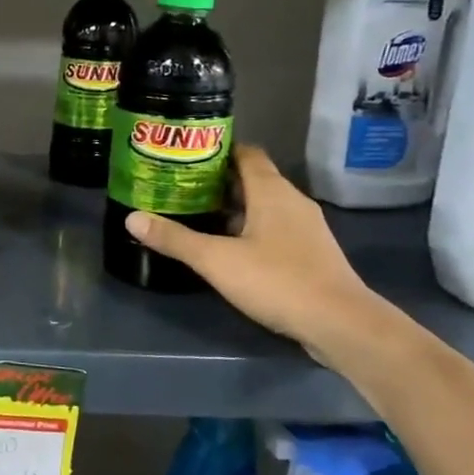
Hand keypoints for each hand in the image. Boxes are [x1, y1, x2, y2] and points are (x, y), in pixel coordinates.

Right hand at [124, 144, 392, 363]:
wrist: (342, 325)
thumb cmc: (278, 280)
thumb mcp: (216, 260)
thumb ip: (174, 239)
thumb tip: (132, 218)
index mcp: (272, 191)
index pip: (245, 153)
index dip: (217, 149)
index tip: (185, 154)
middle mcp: (291, 202)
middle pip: (251, 179)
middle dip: (216, 181)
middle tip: (179, 185)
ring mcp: (305, 229)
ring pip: (263, 206)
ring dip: (232, 208)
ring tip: (195, 214)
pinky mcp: (310, 254)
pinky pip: (274, 229)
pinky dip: (249, 230)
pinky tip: (227, 247)